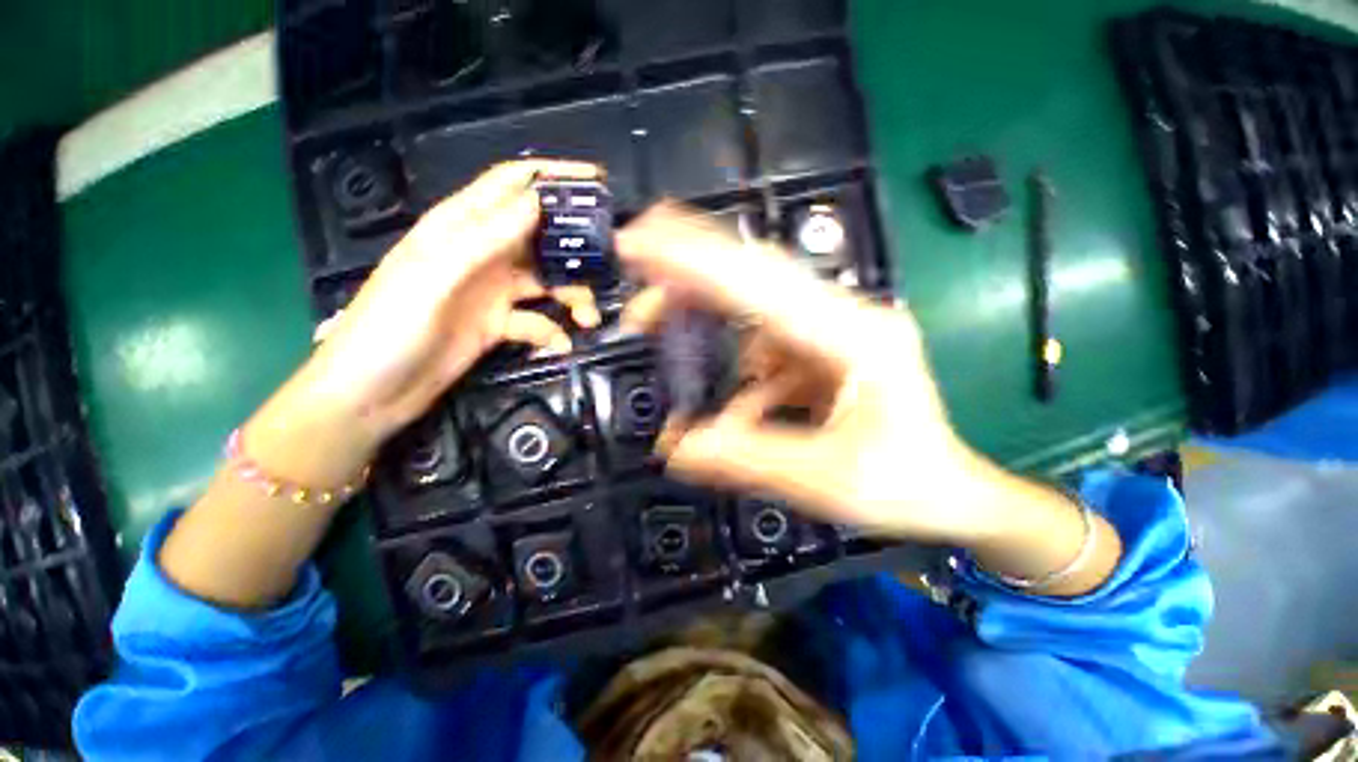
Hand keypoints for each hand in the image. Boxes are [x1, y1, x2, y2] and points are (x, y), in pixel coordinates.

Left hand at [245, 160, 602, 486]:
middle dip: (574, 245)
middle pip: (539, 235)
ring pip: (546, 282)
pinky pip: (537, 320)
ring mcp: (492, 291)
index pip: (510, 185)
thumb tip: (536, 201)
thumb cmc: (390, 328)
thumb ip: (484, 239)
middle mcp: (482, 253)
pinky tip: (560, 346)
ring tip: (588, 319)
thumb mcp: (434, 277)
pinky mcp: (498, 324)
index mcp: (459, 228)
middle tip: (607, 261)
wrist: (372, 393)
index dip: (552, 176)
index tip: (596, 180)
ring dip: (571, 297)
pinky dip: (552, 332)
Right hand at [617, 204, 994, 543]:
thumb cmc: (907, 483)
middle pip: (756, 272)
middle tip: (638, 250)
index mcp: (855, 336)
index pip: (762, 283)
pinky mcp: (819, 350)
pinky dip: (733, 366)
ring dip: (704, 316)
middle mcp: (843, 318)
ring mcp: (830, 331)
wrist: (949, 491)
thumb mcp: (829, 480)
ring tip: (659, 322)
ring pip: (752, 305)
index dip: (697, 260)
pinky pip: (762, 344)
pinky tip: (733, 407)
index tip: (644, 241)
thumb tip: (678, 449)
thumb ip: (749, 459)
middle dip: (692, 259)